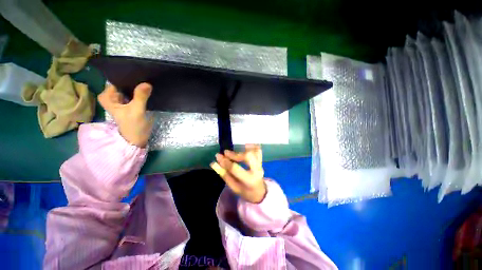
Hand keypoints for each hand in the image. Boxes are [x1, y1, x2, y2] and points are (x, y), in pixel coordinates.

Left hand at [98, 83, 152, 147]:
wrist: (136, 140)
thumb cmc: (133, 126)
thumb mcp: (136, 111)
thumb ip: (140, 97)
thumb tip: (147, 83)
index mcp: (108, 98)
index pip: (115, 81)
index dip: (125, 77)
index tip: (137, 73)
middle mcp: (113, 98)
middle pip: (122, 85)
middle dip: (132, 81)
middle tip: (144, 77)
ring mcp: (122, 101)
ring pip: (128, 89)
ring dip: (136, 87)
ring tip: (147, 81)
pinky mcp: (130, 105)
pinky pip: (133, 95)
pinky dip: (139, 93)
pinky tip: (146, 91)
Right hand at [211, 144, 266, 203]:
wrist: (259, 192)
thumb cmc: (245, 191)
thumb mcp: (233, 186)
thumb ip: (224, 174)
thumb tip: (213, 163)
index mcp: (249, 180)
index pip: (235, 168)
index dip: (225, 162)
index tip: (218, 156)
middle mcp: (257, 170)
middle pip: (248, 156)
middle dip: (235, 154)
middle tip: (226, 153)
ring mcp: (260, 164)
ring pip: (254, 152)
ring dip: (243, 149)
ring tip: (235, 149)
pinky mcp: (261, 161)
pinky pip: (258, 150)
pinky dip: (252, 146)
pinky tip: (245, 145)